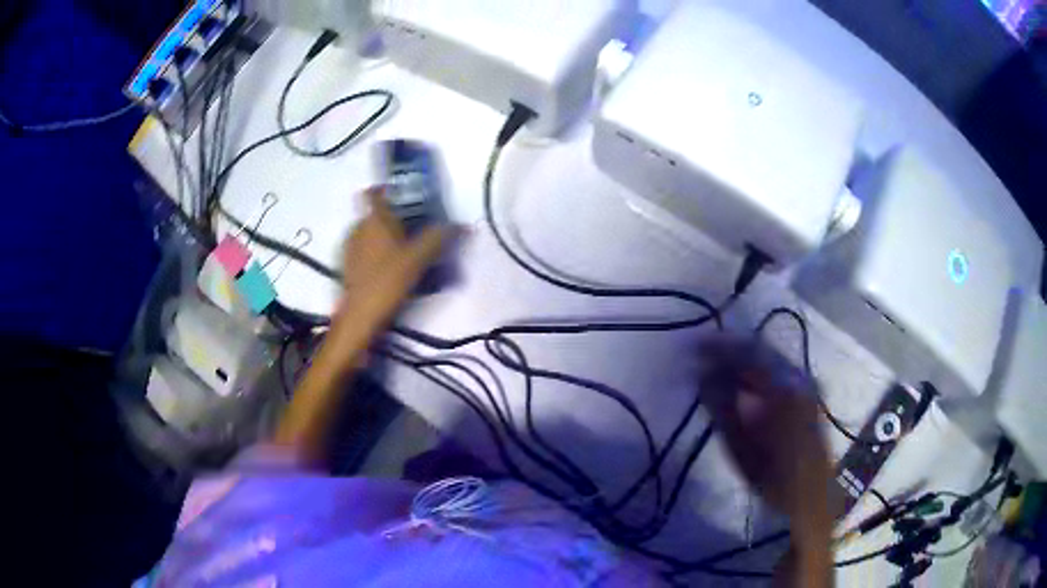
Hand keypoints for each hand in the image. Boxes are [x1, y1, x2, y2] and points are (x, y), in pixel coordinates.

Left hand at [337, 187, 445, 325]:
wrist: (359, 317)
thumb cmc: (387, 281)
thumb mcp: (418, 259)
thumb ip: (439, 239)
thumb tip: (462, 225)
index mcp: (373, 219)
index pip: (374, 193)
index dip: (386, 190)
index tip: (403, 195)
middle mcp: (357, 229)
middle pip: (375, 216)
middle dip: (393, 220)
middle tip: (415, 231)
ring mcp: (349, 249)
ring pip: (369, 235)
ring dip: (385, 240)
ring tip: (407, 254)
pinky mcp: (347, 268)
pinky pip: (365, 252)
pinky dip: (377, 256)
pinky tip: (392, 272)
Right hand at [699, 336, 833, 523]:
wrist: (810, 493)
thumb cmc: (772, 475)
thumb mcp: (740, 446)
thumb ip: (722, 407)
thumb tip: (703, 375)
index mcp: (783, 386)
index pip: (748, 351)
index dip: (720, 346)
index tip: (696, 346)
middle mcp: (797, 376)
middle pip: (760, 351)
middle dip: (730, 351)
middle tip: (702, 355)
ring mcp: (805, 382)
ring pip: (769, 359)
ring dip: (743, 360)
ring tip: (716, 366)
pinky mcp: (807, 392)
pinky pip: (778, 371)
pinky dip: (756, 372)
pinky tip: (741, 381)